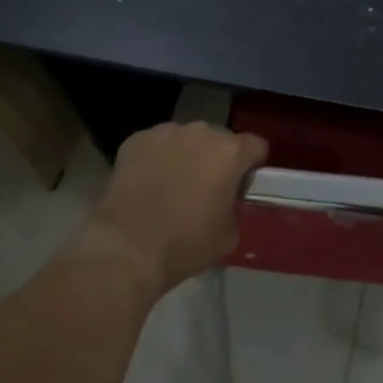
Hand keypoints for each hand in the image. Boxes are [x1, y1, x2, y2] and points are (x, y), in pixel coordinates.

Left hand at [84, 123, 268, 296]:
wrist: (126, 249)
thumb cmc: (185, 244)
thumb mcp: (229, 234)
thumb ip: (235, 205)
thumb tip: (226, 199)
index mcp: (230, 153)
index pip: (256, 146)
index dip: (252, 165)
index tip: (242, 186)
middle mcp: (200, 132)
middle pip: (220, 138)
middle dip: (218, 158)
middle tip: (206, 187)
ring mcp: (164, 132)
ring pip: (187, 138)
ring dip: (187, 155)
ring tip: (173, 184)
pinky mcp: (135, 140)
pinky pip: (157, 144)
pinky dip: (157, 158)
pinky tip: (148, 182)